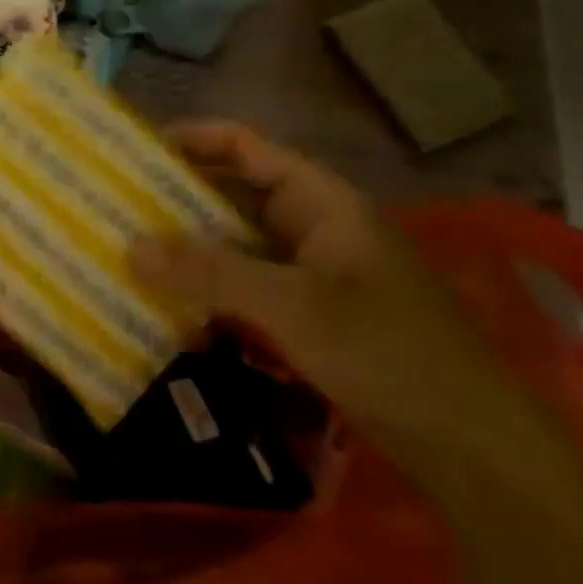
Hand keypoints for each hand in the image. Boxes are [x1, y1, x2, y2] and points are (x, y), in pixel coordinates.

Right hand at [131, 121, 534, 473]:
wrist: (470, 444)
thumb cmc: (389, 352)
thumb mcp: (294, 307)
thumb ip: (211, 273)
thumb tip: (130, 247)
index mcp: (320, 202)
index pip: (246, 148)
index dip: (192, 139)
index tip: (132, 150)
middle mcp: (311, 227)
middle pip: (232, 195)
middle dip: (174, 198)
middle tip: (112, 204)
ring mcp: (308, 273)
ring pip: (233, 244)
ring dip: (185, 247)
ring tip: (125, 249)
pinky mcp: (304, 315)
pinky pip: (241, 286)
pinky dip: (204, 289)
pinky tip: (165, 303)